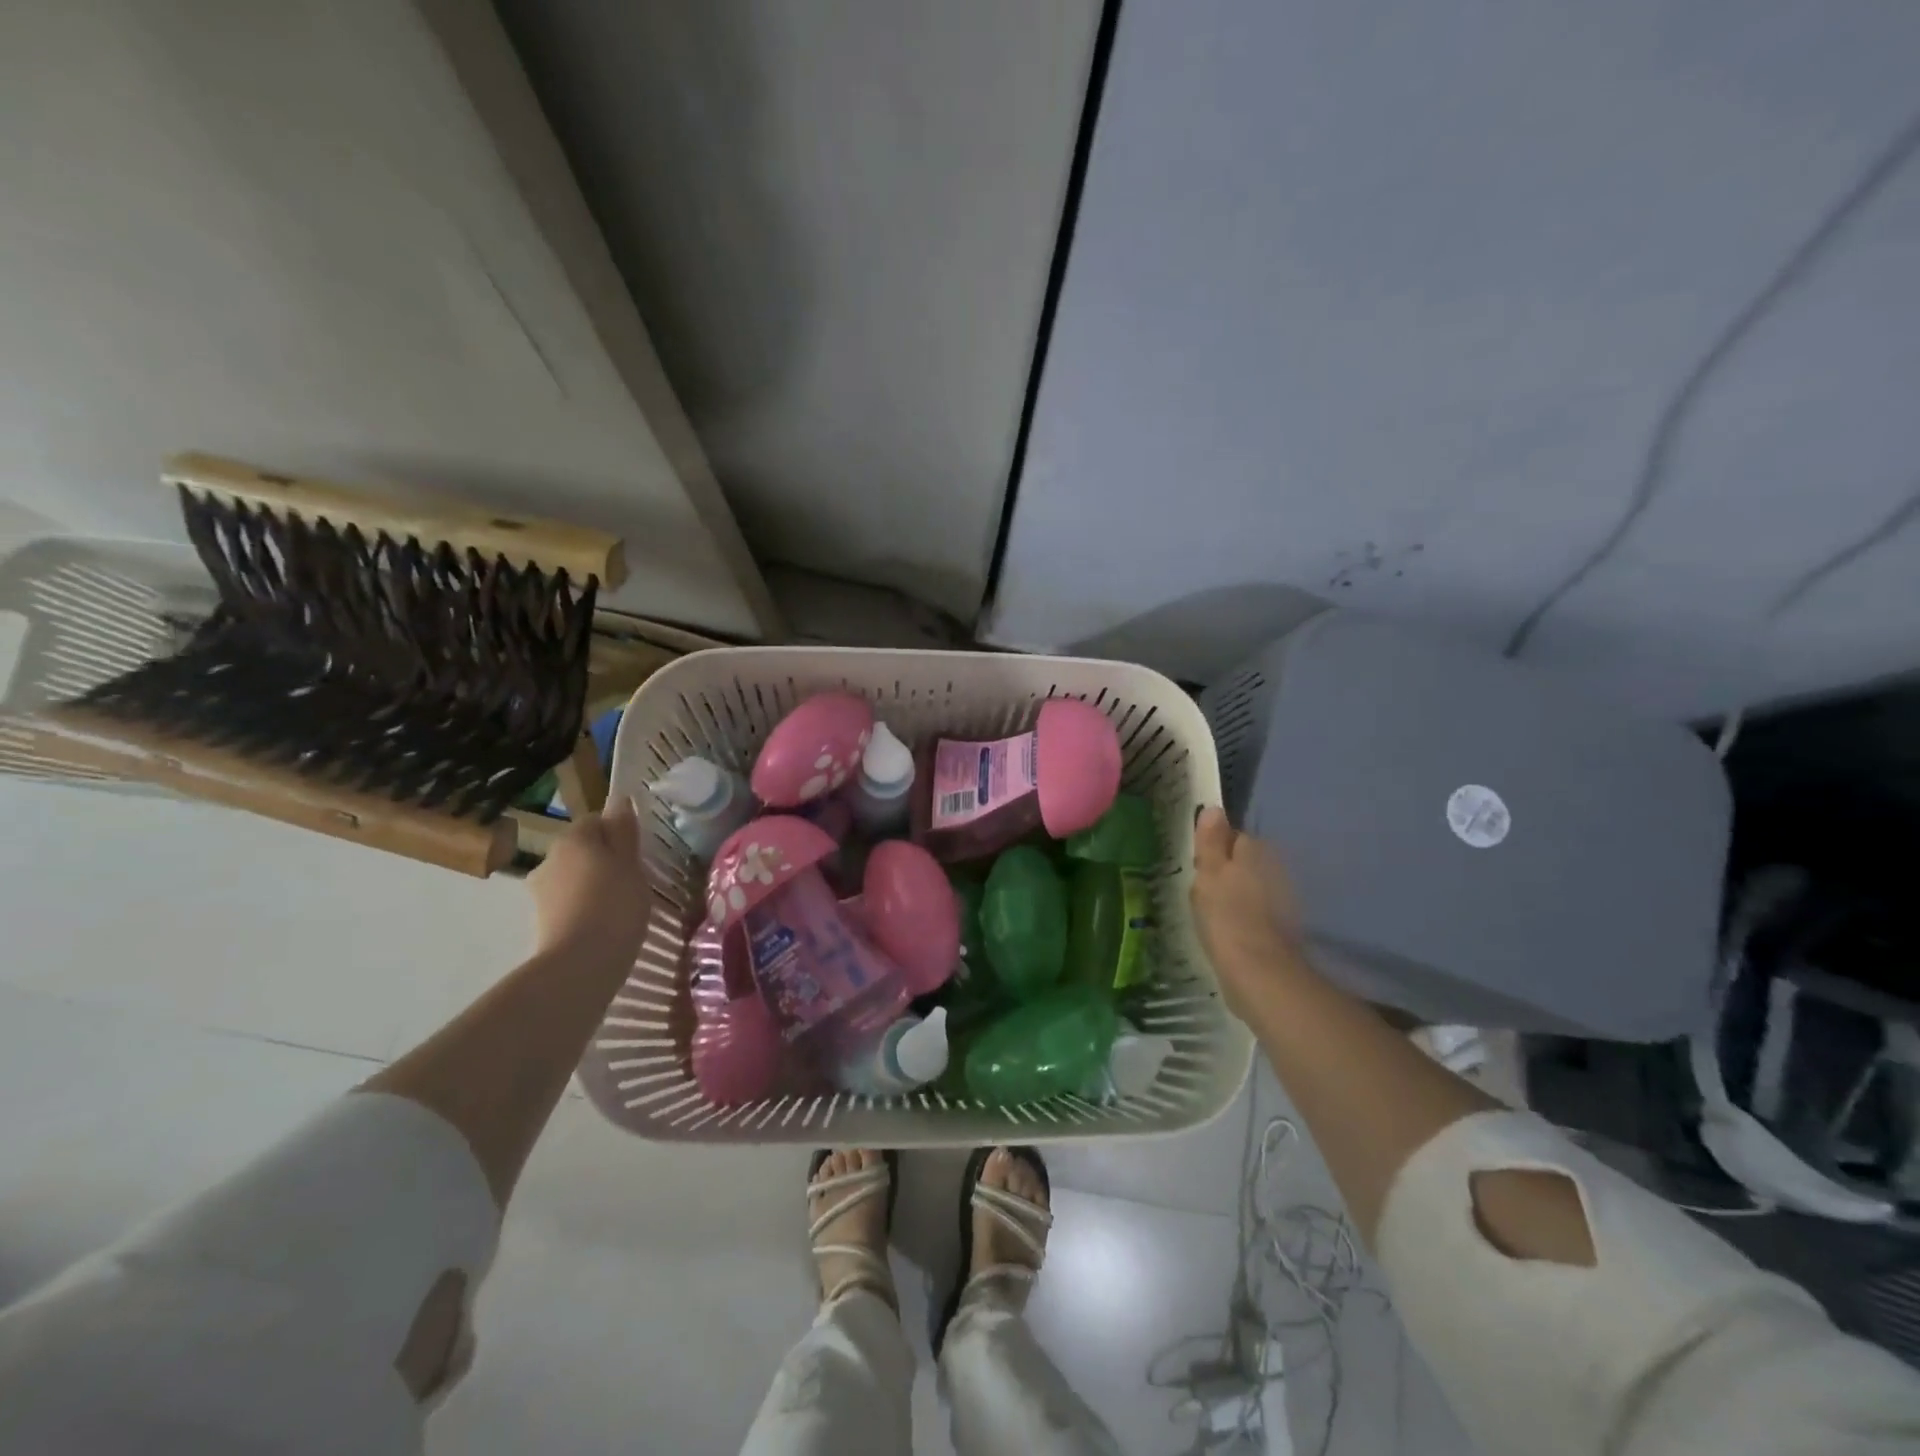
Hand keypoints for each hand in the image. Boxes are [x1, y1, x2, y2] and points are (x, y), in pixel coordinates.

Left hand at [528, 796, 648, 958]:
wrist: (581, 963)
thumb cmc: (615, 904)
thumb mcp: (631, 863)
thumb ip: (624, 830)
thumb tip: (619, 800)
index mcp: (572, 837)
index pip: (597, 820)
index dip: (620, 833)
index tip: (639, 853)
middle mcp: (549, 858)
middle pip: (584, 848)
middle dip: (605, 859)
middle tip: (635, 878)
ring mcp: (541, 891)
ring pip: (576, 876)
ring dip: (595, 884)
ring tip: (622, 905)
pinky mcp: (542, 920)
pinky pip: (571, 902)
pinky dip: (586, 907)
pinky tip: (606, 923)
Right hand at [1190, 807, 1302, 1018]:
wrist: (1259, 972)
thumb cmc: (1227, 916)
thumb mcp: (1209, 873)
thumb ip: (1211, 841)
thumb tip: (1214, 808)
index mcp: (1255, 852)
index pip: (1234, 836)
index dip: (1214, 847)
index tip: (1197, 864)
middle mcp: (1275, 869)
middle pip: (1245, 861)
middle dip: (1228, 870)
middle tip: (1202, 888)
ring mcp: (1281, 900)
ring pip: (1251, 886)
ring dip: (1236, 894)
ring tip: (1212, 911)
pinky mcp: (1281, 929)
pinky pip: (1256, 912)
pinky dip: (1245, 917)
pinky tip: (1229, 931)